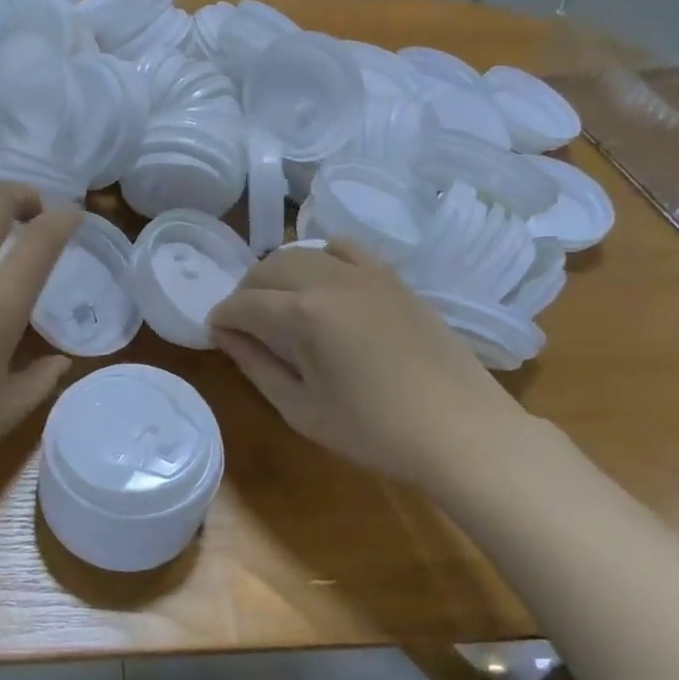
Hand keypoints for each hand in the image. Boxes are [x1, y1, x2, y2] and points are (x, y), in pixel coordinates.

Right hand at [207, 240, 525, 484]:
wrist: (462, 431)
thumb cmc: (375, 431)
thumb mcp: (301, 409)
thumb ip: (256, 366)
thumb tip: (225, 335)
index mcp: (303, 315)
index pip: (243, 304)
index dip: (222, 318)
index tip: (216, 334)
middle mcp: (329, 280)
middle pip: (268, 268)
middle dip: (245, 292)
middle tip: (244, 325)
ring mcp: (365, 274)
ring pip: (302, 252)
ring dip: (278, 273)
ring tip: (279, 304)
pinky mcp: (392, 278)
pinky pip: (344, 249)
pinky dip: (321, 257)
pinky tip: (321, 282)